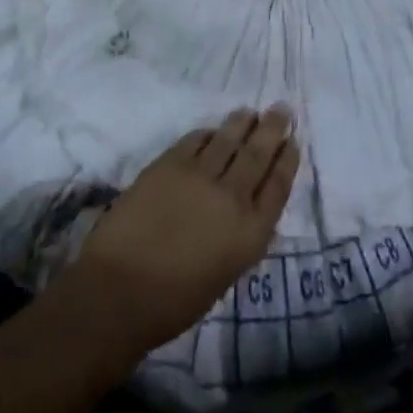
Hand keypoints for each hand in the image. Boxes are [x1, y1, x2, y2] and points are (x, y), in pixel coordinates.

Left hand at [60, 107, 298, 359]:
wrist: (119, 292)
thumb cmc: (173, 303)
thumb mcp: (225, 275)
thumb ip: (240, 237)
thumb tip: (246, 210)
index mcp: (250, 233)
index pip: (278, 186)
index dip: (287, 160)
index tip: (293, 142)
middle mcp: (232, 197)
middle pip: (258, 154)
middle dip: (273, 129)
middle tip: (282, 109)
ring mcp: (200, 175)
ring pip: (229, 138)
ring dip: (242, 122)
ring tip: (250, 112)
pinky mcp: (170, 163)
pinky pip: (196, 139)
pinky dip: (207, 133)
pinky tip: (211, 130)